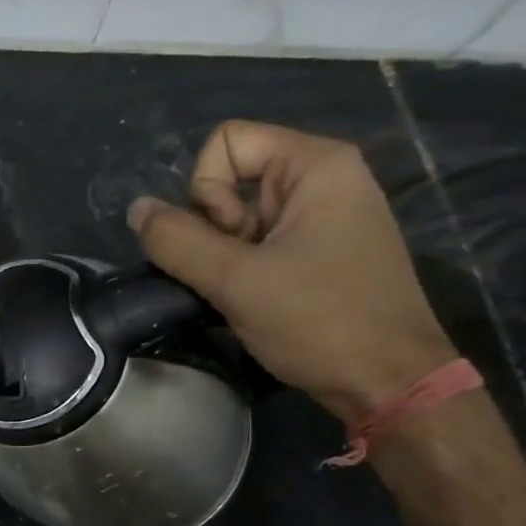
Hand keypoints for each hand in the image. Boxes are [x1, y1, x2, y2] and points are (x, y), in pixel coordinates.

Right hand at [128, 120, 457, 425]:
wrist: (390, 383)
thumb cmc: (320, 321)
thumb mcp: (236, 280)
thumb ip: (176, 241)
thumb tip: (136, 209)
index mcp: (317, 166)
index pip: (226, 142)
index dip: (207, 190)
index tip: (230, 240)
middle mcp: (324, 179)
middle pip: (230, 179)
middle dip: (216, 228)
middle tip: (239, 272)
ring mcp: (323, 217)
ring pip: (238, 216)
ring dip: (224, 256)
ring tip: (248, 293)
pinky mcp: (320, 251)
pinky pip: (258, 242)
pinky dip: (242, 269)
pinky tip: (254, 301)